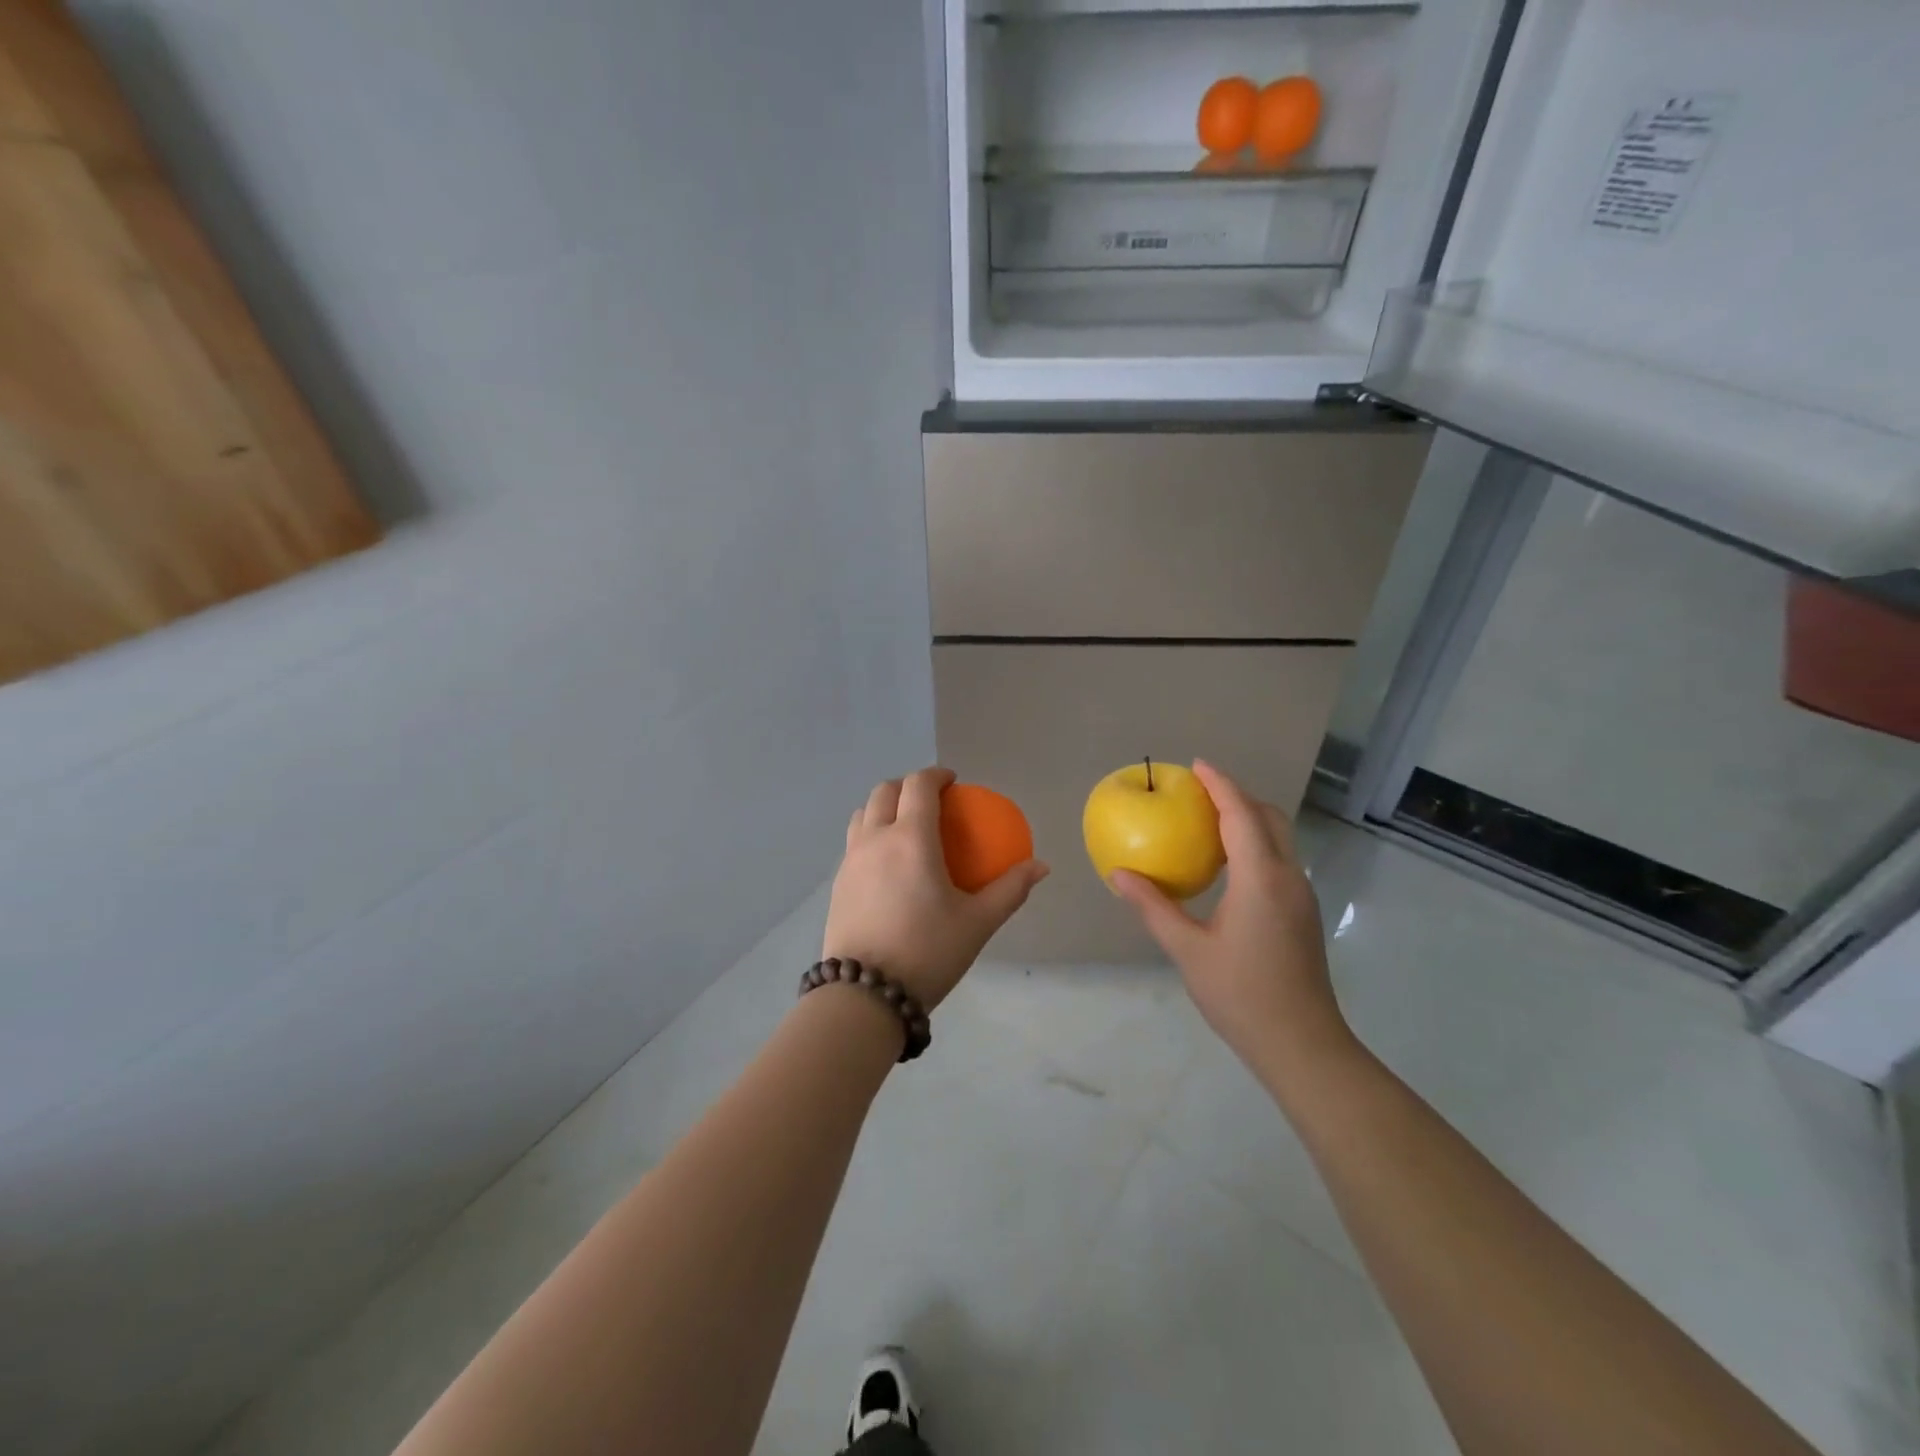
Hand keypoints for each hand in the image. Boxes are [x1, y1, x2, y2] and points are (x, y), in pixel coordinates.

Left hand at [823, 767, 1049, 1009]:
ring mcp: (850, 861)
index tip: (952, 782)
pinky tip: (888, 865)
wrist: (866, 993)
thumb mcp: (978, 922)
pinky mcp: (837, 883)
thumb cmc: (928, 951)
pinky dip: (870, 834)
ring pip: (862, 814)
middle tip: (930, 800)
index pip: (918, 785)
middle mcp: (875, 839)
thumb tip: (1040, 866)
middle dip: (907, 785)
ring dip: (883, 807)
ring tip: (905, 826)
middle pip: (884, 791)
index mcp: (910, 838)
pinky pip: (853, 842)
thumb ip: (1010, 889)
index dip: (936, 775)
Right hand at [1111, 761, 1349, 1071]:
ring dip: (1248, 819)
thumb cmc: (1240, 994)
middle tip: (1199, 792)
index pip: (1241, 814)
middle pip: (1268, 818)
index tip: (1197, 764)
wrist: (1302, 1044)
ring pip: (1279, 838)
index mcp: (1260, 879)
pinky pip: (1278, 859)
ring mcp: (1300, 895)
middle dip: (1238, 796)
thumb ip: (1152, 906)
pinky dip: (1255, 844)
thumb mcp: (1187, 949)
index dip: (1220, 784)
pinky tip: (1227, 865)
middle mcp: (1287, 877)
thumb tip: (1118, 874)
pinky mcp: (1302, 912)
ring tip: (1209, 821)